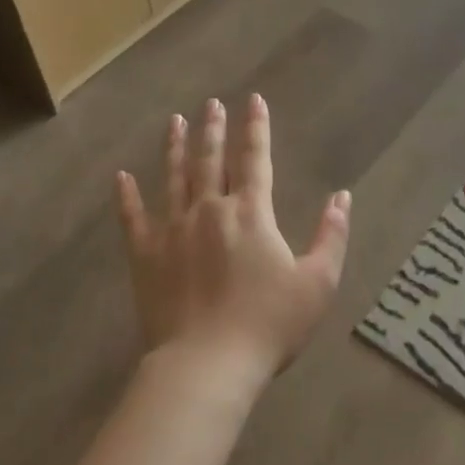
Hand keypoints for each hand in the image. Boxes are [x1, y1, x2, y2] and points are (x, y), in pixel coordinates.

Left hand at [117, 96, 351, 388]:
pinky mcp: (145, 256)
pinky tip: (122, 176)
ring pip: (173, 178)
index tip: (253, 100)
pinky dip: (127, 196)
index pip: (255, 158)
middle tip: (211, 103)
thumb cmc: (269, 324)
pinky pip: (133, 218)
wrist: (207, 364)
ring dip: (175, 148)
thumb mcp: (318, 282)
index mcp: (251, 213)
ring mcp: (172, 230)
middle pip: (210, 160)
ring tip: (175, 121)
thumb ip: (332, 235)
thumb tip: (342, 197)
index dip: (256, 127)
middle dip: (213, 129)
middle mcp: (209, 210)